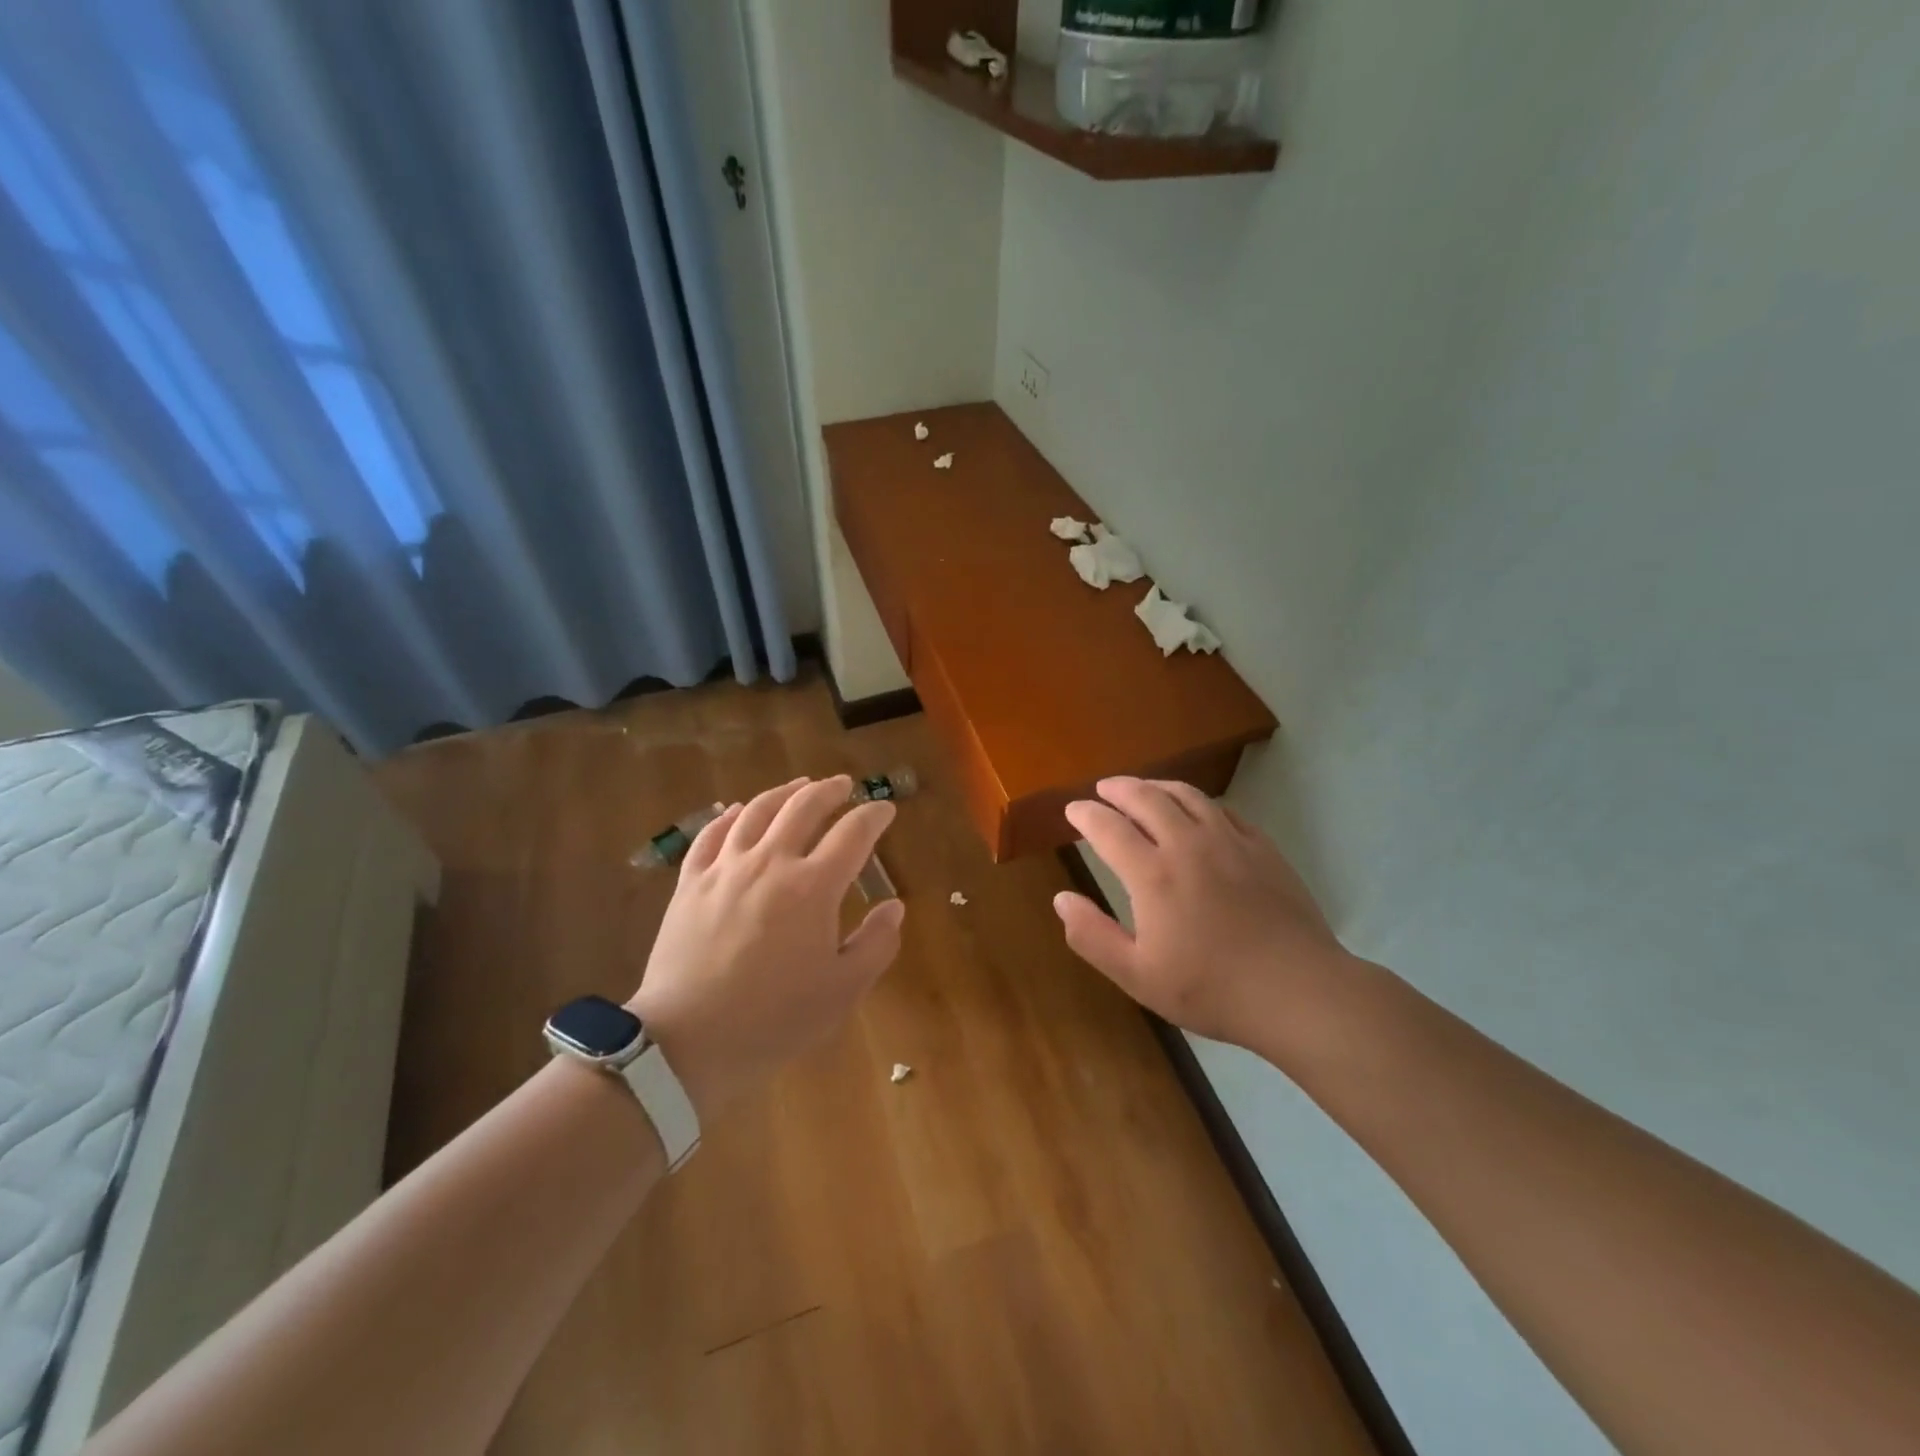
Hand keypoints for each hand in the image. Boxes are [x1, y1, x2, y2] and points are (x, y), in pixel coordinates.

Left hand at [628, 775, 904, 1123]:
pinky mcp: (690, 883)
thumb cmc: (774, 1019)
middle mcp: (771, 862)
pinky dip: (728, 816)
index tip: (885, 809)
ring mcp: (725, 869)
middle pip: (803, 807)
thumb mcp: (842, 990)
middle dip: (830, 790)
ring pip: (757, 811)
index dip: (874, 815)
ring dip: (783, 792)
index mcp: (813, 886)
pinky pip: (710, 835)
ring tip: (799, 786)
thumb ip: (876, 944)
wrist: (688, 1040)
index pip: (853, 833)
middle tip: (844, 785)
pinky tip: (736, 810)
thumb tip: (894, 907)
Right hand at [1053, 777, 1349, 1046]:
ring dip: (1157, 787)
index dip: (1086, 814)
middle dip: (1119, 789)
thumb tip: (1060, 899)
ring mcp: (1230, 841)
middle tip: (1104, 789)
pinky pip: (1223, 810)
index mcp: (1152, 874)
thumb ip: (1092, 936)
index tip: (1073, 810)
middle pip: (1147, 798)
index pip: (1108, 827)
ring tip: (1143, 789)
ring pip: (1187, 796)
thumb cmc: (1211, 988)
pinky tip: (1197, 811)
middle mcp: (1188, 844)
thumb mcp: (1137, 976)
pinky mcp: (1262, 848)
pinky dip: (1198, 802)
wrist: (1298, 990)